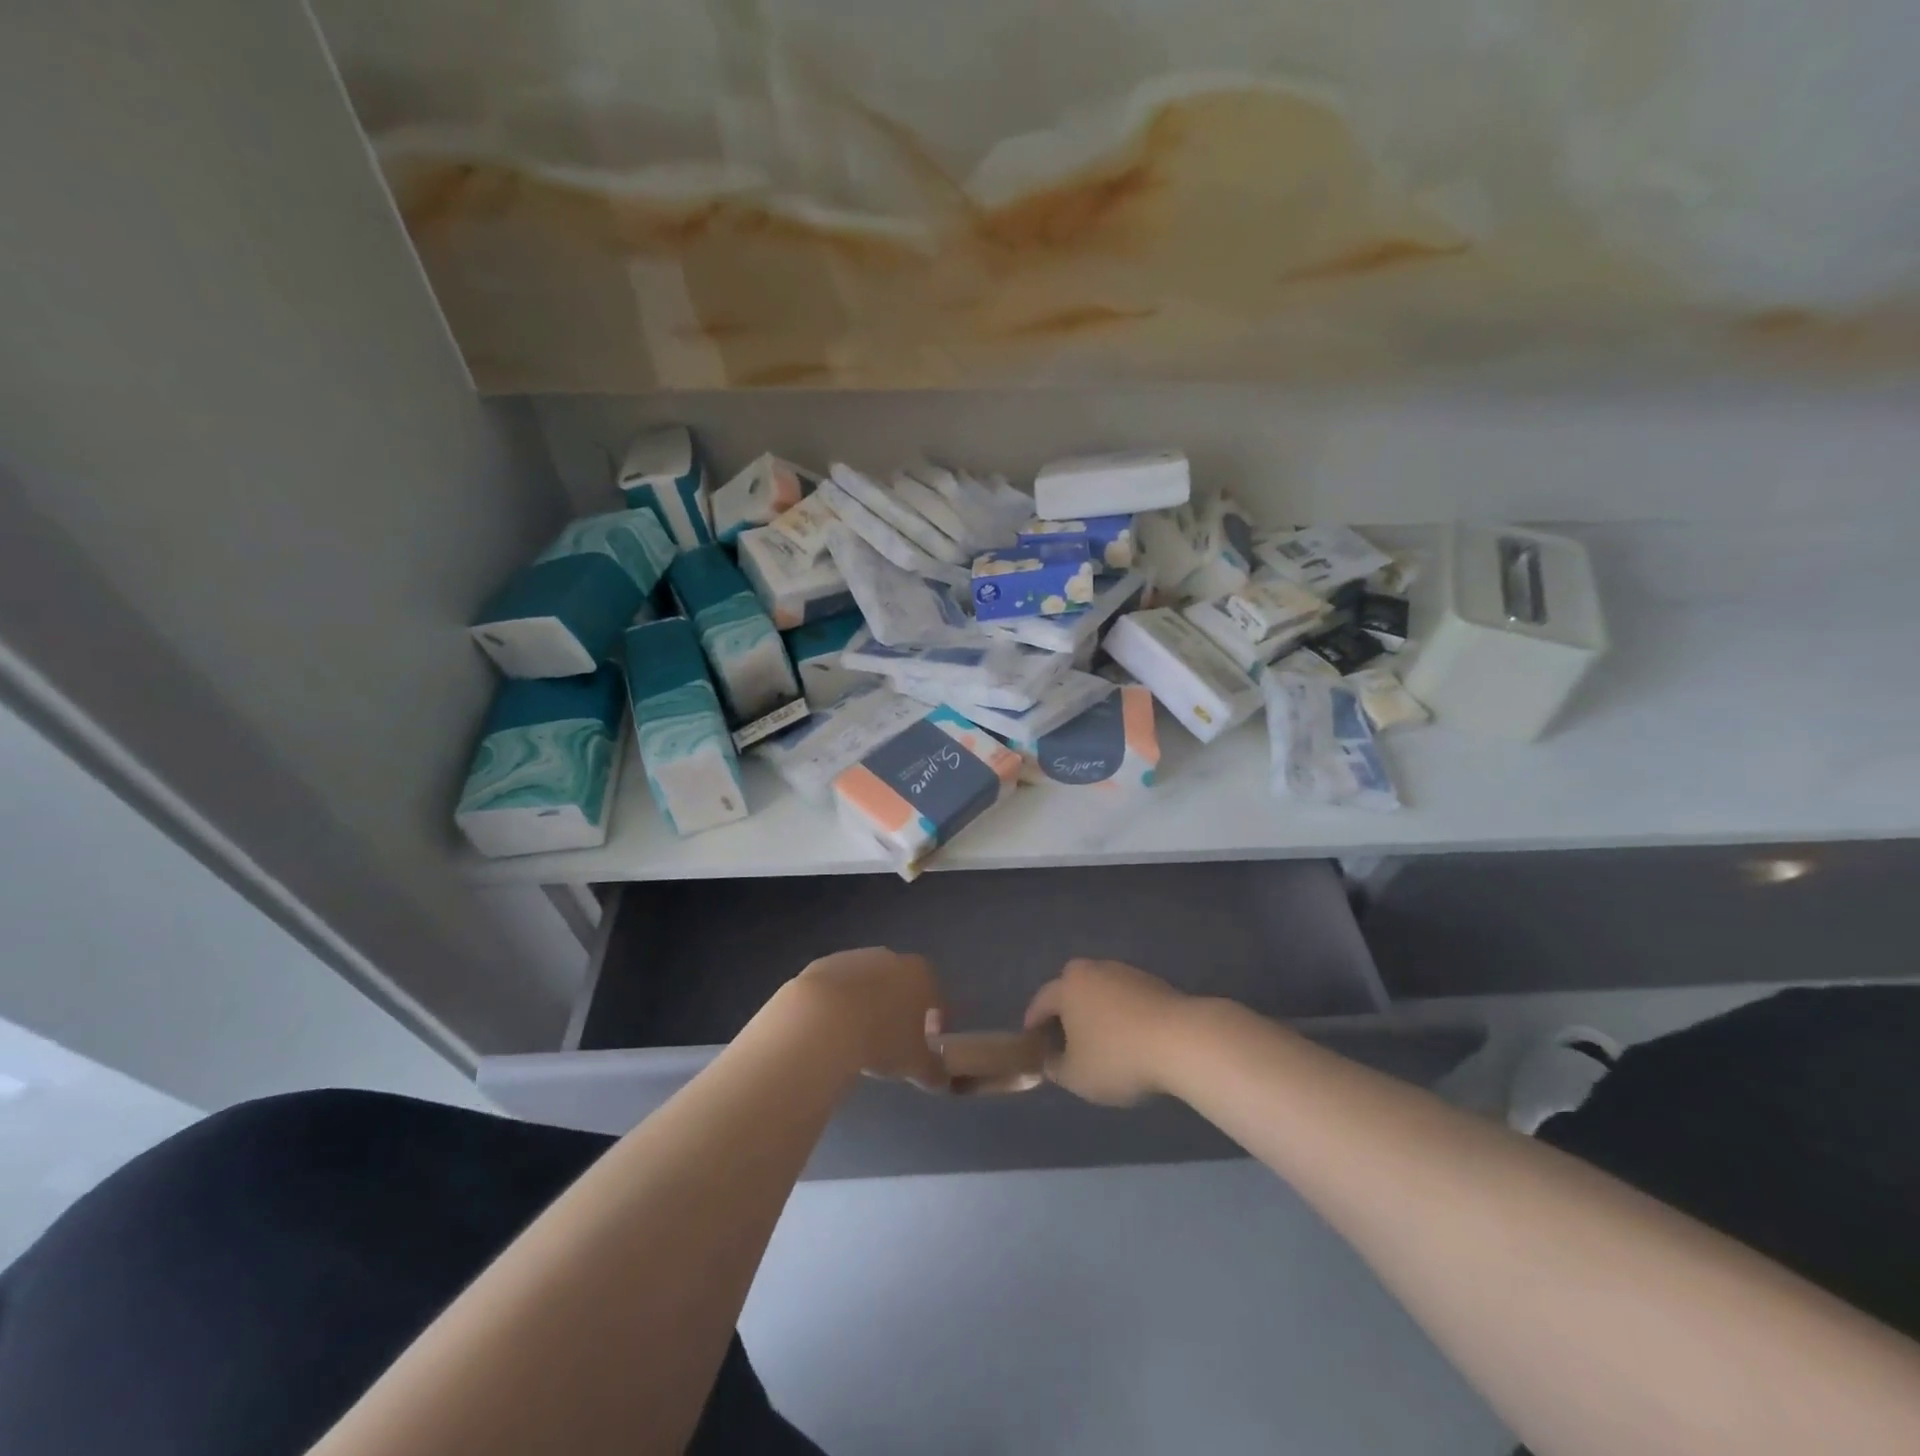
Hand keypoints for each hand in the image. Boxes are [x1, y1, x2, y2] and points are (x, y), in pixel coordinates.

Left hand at [788, 948, 947, 1087]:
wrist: (820, 1021)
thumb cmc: (880, 1039)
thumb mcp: (915, 1064)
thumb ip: (933, 1070)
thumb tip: (941, 1079)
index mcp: (919, 974)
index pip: (935, 997)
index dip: (934, 1024)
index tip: (925, 1047)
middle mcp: (889, 957)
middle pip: (900, 985)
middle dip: (898, 1012)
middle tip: (890, 1044)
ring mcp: (853, 958)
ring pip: (867, 985)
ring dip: (866, 1006)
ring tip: (856, 1040)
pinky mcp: (821, 965)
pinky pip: (837, 989)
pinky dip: (837, 1006)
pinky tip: (830, 1031)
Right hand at [1024, 958, 1190, 1106]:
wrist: (1181, 1040)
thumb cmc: (1118, 1057)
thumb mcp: (1077, 1076)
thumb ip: (1056, 1068)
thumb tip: (1050, 1060)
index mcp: (1068, 986)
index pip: (1042, 1001)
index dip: (1034, 1022)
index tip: (1031, 1039)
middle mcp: (1093, 970)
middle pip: (1072, 988)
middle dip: (1065, 1010)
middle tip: (1064, 1035)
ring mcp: (1125, 973)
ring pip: (1100, 991)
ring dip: (1096, 1010)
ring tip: (1100, 1038)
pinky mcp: (1153, 983)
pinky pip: (1125, 998)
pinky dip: (1121, 1013)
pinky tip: (1129, 1036)